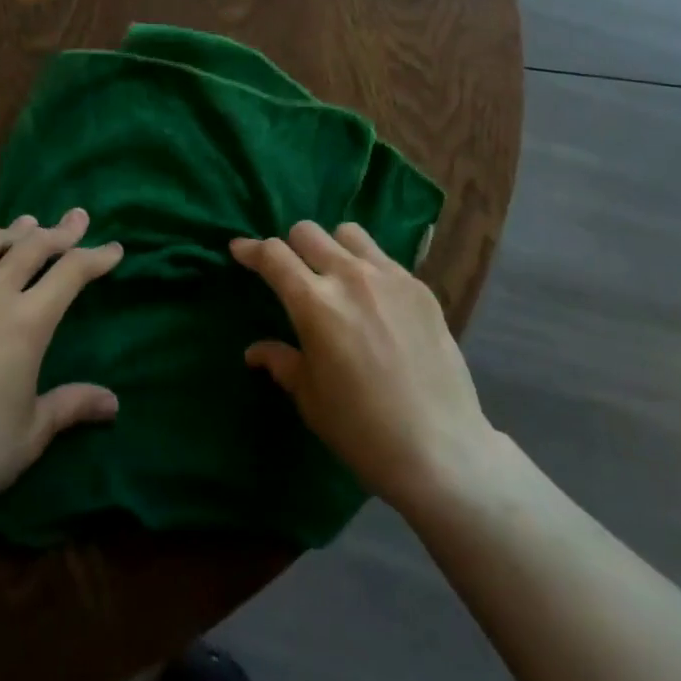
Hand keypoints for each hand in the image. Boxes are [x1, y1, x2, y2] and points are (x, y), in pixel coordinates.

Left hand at [0, 210, 122, 524]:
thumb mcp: (32, 431)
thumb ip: (72, 404)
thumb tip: (113, 404)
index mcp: (26, 322)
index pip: (72, 271)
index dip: (97, 256)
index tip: (113, 249)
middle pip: (32, 244)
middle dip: (60, 230)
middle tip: (76, 220)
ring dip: (10, 233)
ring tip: (22, 232)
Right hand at [233, 221, 498, 511]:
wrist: (440, 448)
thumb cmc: (362, 430)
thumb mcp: (310, 398)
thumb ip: (282, 362)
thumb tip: (255, 351)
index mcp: (315, 304)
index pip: (274, 255)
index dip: (251, 249)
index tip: (240, 249)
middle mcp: (350, 277)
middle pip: (308, 232)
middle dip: (290, 246)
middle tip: (291, 272)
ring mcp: (389, 277)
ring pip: (349, 233)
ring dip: (332, 247)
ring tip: (334, 275)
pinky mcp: (419, 287)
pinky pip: (383, 258)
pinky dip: (367, 267)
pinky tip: (374, 300)